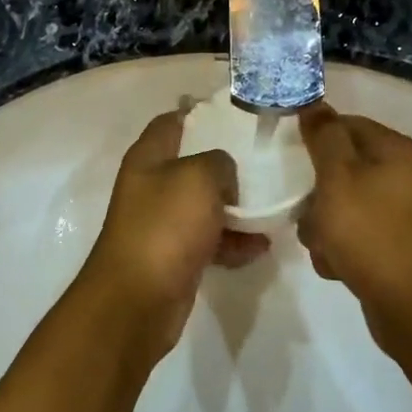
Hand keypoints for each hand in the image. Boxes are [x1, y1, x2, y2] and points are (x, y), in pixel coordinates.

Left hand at [75, 110, 269, 360]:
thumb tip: (223, 175)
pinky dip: (233, 242)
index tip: (237, 112)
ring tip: (272, 207)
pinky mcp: (175, 256)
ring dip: (236, 208)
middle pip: (193, 164)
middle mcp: (152, 186)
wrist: (139, 299)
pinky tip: (260, 246)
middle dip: (228, 164)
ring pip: (205, 205)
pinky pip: (210, 240)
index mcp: (148, 157)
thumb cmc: (165, 225)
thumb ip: (218, 162)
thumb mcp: (198, 177)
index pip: (172, 121)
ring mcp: (163, 223)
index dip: (200, 112)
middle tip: (265, 161)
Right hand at [296, 103, 411, 352]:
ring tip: (324, 247)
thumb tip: (315, 103)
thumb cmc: (372, 233)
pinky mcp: (395, 246)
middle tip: (307, 212)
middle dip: (316, 193)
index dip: (316, 138)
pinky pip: (355, 236)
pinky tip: (336, 267)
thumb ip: (325, 137)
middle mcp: (403, 177)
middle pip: (342, 168)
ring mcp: (401, 214)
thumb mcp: (339, 177)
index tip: (289, 158)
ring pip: (343, 206)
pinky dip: (341, 249)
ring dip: (323, 226)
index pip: (347, 125)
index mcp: (395, 151)